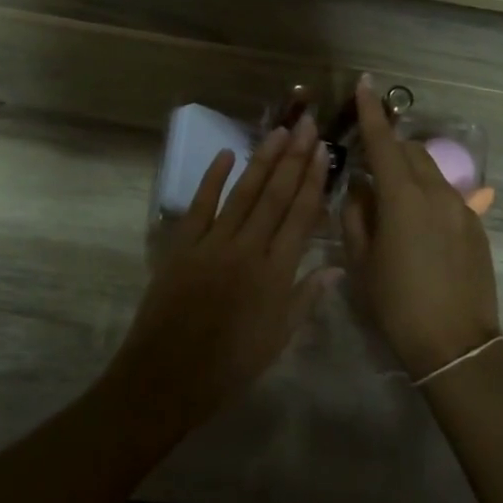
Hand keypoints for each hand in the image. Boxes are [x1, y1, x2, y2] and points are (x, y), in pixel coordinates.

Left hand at [108, 114, 335, 427]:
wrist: (167, 378)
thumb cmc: (230, 366)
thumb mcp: (278, 339)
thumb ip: (307, 298)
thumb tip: (335, 266)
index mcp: (276, 274)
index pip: (301, 216)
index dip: (314, 181)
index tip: (323, 151)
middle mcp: (248, 249)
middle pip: (276, 195)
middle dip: (294, 158)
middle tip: (307, 124)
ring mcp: (212, 244)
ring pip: (243, 193)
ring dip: (262, 160)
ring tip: (279, 131)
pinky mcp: (182, 246)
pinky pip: (200, 205)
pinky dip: (212, 179)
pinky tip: (226, 154)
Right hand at [341, 78, 500, 378]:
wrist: (456, 344)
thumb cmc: (397, 304)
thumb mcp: (361, 261)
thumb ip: (356, 215)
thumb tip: (359, 188)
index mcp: (402, 197)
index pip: (383, 142)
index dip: (371, 111)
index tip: (365, 82)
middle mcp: (435, 192)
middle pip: (410, 151)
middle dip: (388, 145)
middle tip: (367, 160)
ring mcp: (461, 208)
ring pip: (431, 171)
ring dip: (408, 170)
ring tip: (390, 196)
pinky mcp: (476, 225)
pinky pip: (446, 194)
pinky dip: (426, 193)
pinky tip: (416, 223)